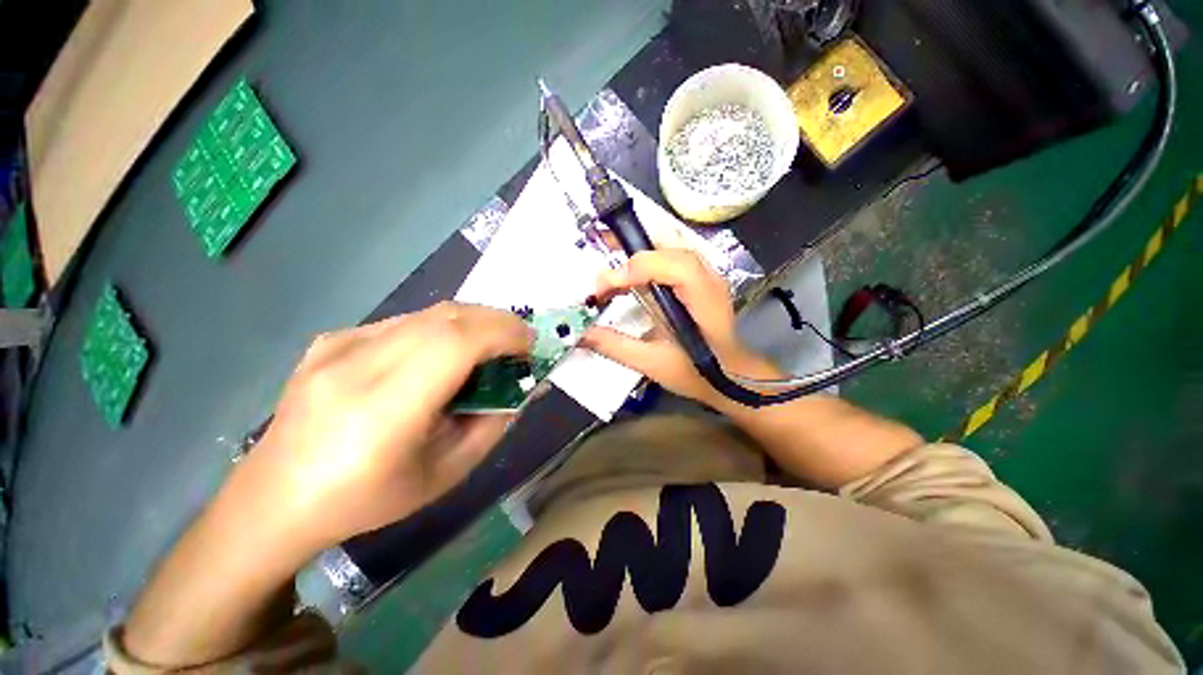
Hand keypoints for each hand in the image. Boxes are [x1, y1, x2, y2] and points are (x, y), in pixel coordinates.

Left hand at [227, 302, 532, 549]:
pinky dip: (441, 330)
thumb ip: (495, 422)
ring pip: (428, 312)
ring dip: (472, 323)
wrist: (274, 500)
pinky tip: (440, 356)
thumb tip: (527, 384)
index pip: (455, 342)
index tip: (531, 345)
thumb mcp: (448, 472)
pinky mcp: (331, 338)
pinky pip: (405, 321)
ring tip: (487, 348)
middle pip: (446, 315)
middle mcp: (354, 365)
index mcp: (382, 411)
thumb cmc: (369, 500)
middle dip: (497, 321)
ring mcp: (337, 345)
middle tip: (518, 343)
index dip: (504, 332)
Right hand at [581, 249, 774, 407]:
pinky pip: (668, 255)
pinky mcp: (697, 278)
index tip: (604, 288)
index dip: (636, 269)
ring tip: (605, 255)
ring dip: (634, 247)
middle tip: (596, 248)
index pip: (673, 266)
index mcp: (702, 298)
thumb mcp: (653, 364)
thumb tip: (580, 333)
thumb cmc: (697, 374)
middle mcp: (707, 277)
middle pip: (669, 243)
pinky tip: (627, 274)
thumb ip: (615, 346)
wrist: (733, 377)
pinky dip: (644, 258)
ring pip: (668, 243)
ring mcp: (704, 274)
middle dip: (629, 243)